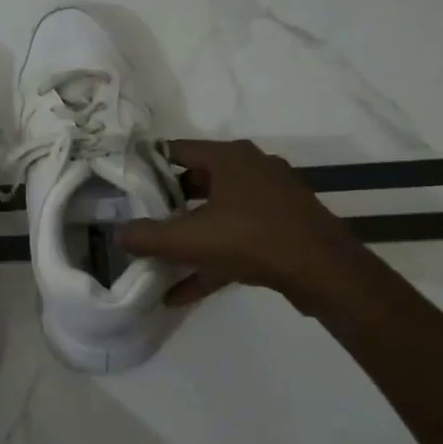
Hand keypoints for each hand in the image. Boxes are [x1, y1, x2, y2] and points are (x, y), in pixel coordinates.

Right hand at [119, 139, 374, 312]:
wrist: (325, 272)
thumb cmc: (252, 239)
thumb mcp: (189, 239)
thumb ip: (147, 236)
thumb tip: (116, 233)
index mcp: (230, 158)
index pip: (176, 150)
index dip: (147, 166)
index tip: (125, 185)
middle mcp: (251, 170)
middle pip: (196, 182)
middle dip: (166, 205)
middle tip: (139, 221)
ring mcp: (270, 200)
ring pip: (216, 214)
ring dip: (188, 238)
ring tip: (157, 258)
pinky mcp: (281, 229)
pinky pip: (236, 240)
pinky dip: (210, 262)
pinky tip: (181, 293)